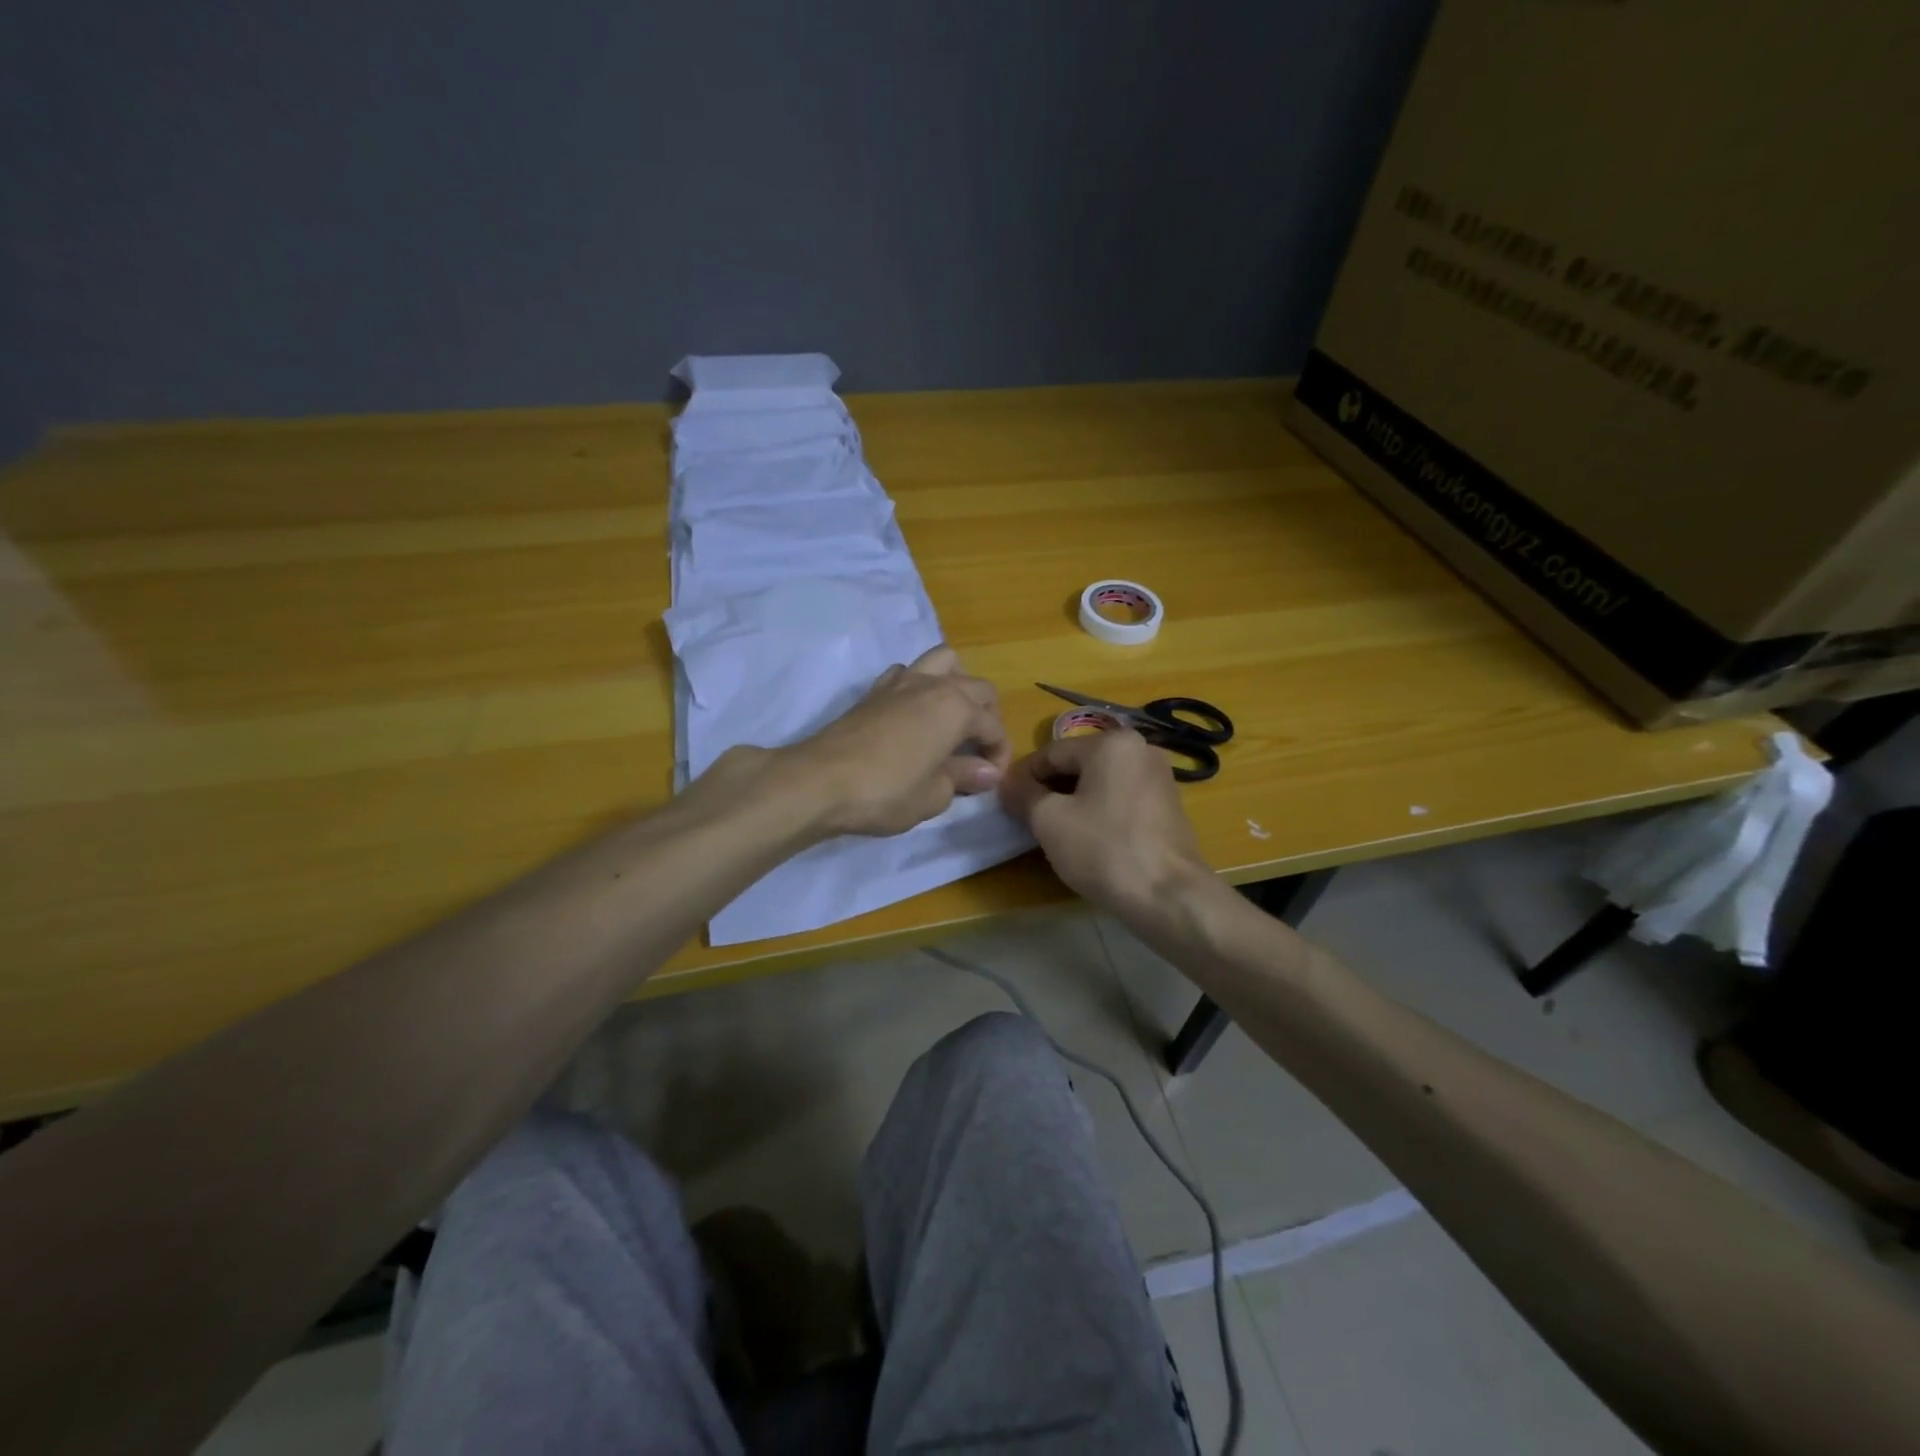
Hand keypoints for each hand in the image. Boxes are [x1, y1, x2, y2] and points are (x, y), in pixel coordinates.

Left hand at [780, 645, 1012, 836]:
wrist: (820, 781)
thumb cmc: (886, 791)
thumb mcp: (935, 794)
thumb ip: (963, 777)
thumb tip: (985, 771)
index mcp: (957, 707)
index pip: (993, 726)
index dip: (998, 754)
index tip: (989, 780)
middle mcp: (933, 684)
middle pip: (977, 687)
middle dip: (987, 716)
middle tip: (978, 751)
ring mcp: (901, 682)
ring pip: (943, 662)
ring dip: (957, 684)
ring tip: (952, 718)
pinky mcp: (874, 691)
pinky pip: (907, 673)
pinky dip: (919, 685)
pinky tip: (914, 714)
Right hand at [998, 729, 1212, 922]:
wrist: (1169, 896)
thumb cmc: (1104, 850)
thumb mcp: (1049, 821)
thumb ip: (1023, 795)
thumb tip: (1007, 785)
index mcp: (1112, 742)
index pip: (1051, 753)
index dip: (1023, 777)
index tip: (1006, 803)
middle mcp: (1141, 749)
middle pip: (1078, 764)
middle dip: (1050, 790)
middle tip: (1028, 820)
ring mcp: (1160, 777)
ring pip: (1100, 782)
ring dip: (1074, 801)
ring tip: (1055, 832)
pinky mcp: (1168, 806)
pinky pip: (1121, 798)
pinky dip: (1100, 811)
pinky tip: (1088, 839)